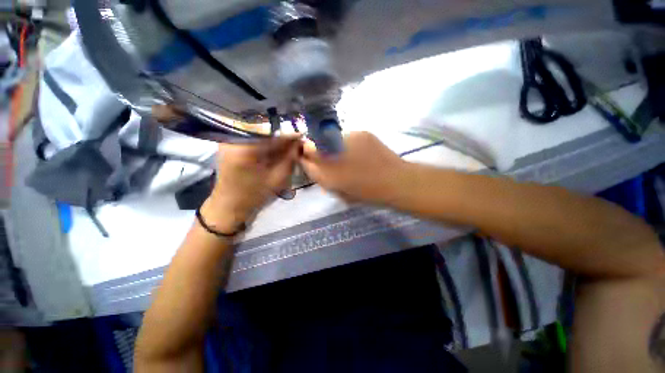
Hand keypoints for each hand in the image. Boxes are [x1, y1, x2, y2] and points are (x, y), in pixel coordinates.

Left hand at [201, 136, 300, 233]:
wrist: (229, 205)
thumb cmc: (254, 195)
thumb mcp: (277, 179)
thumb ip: (290, 159)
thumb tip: (299, 143)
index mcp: (245, 149)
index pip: (272, 135)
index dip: (289, 135)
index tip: (303, 136)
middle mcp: (234, 139)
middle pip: (265, 131)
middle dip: (282, 137)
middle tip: (296, 142)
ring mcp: (230, 140)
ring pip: (259, 134)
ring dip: (274, 139)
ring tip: (287, 145)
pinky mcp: (229, 144)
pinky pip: (252, 138)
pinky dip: (265, 143)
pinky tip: (274, 149)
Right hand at [300, 132, 406, 203]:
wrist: (395, 181)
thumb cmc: (367, 192)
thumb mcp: (339, 191)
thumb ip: (322, 178)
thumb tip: (311, 165)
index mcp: (327, 173)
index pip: (305, 158)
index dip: (304, 157)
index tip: (309, 159)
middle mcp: (332, 154)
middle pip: (312, 144)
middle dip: (314, 149)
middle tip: (326, 157)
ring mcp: (347, 139)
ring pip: (329, 138)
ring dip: (331, 145)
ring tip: (347, 155)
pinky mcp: (361, 132)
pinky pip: (346, 136)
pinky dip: (347, 142)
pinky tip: (359, 151)